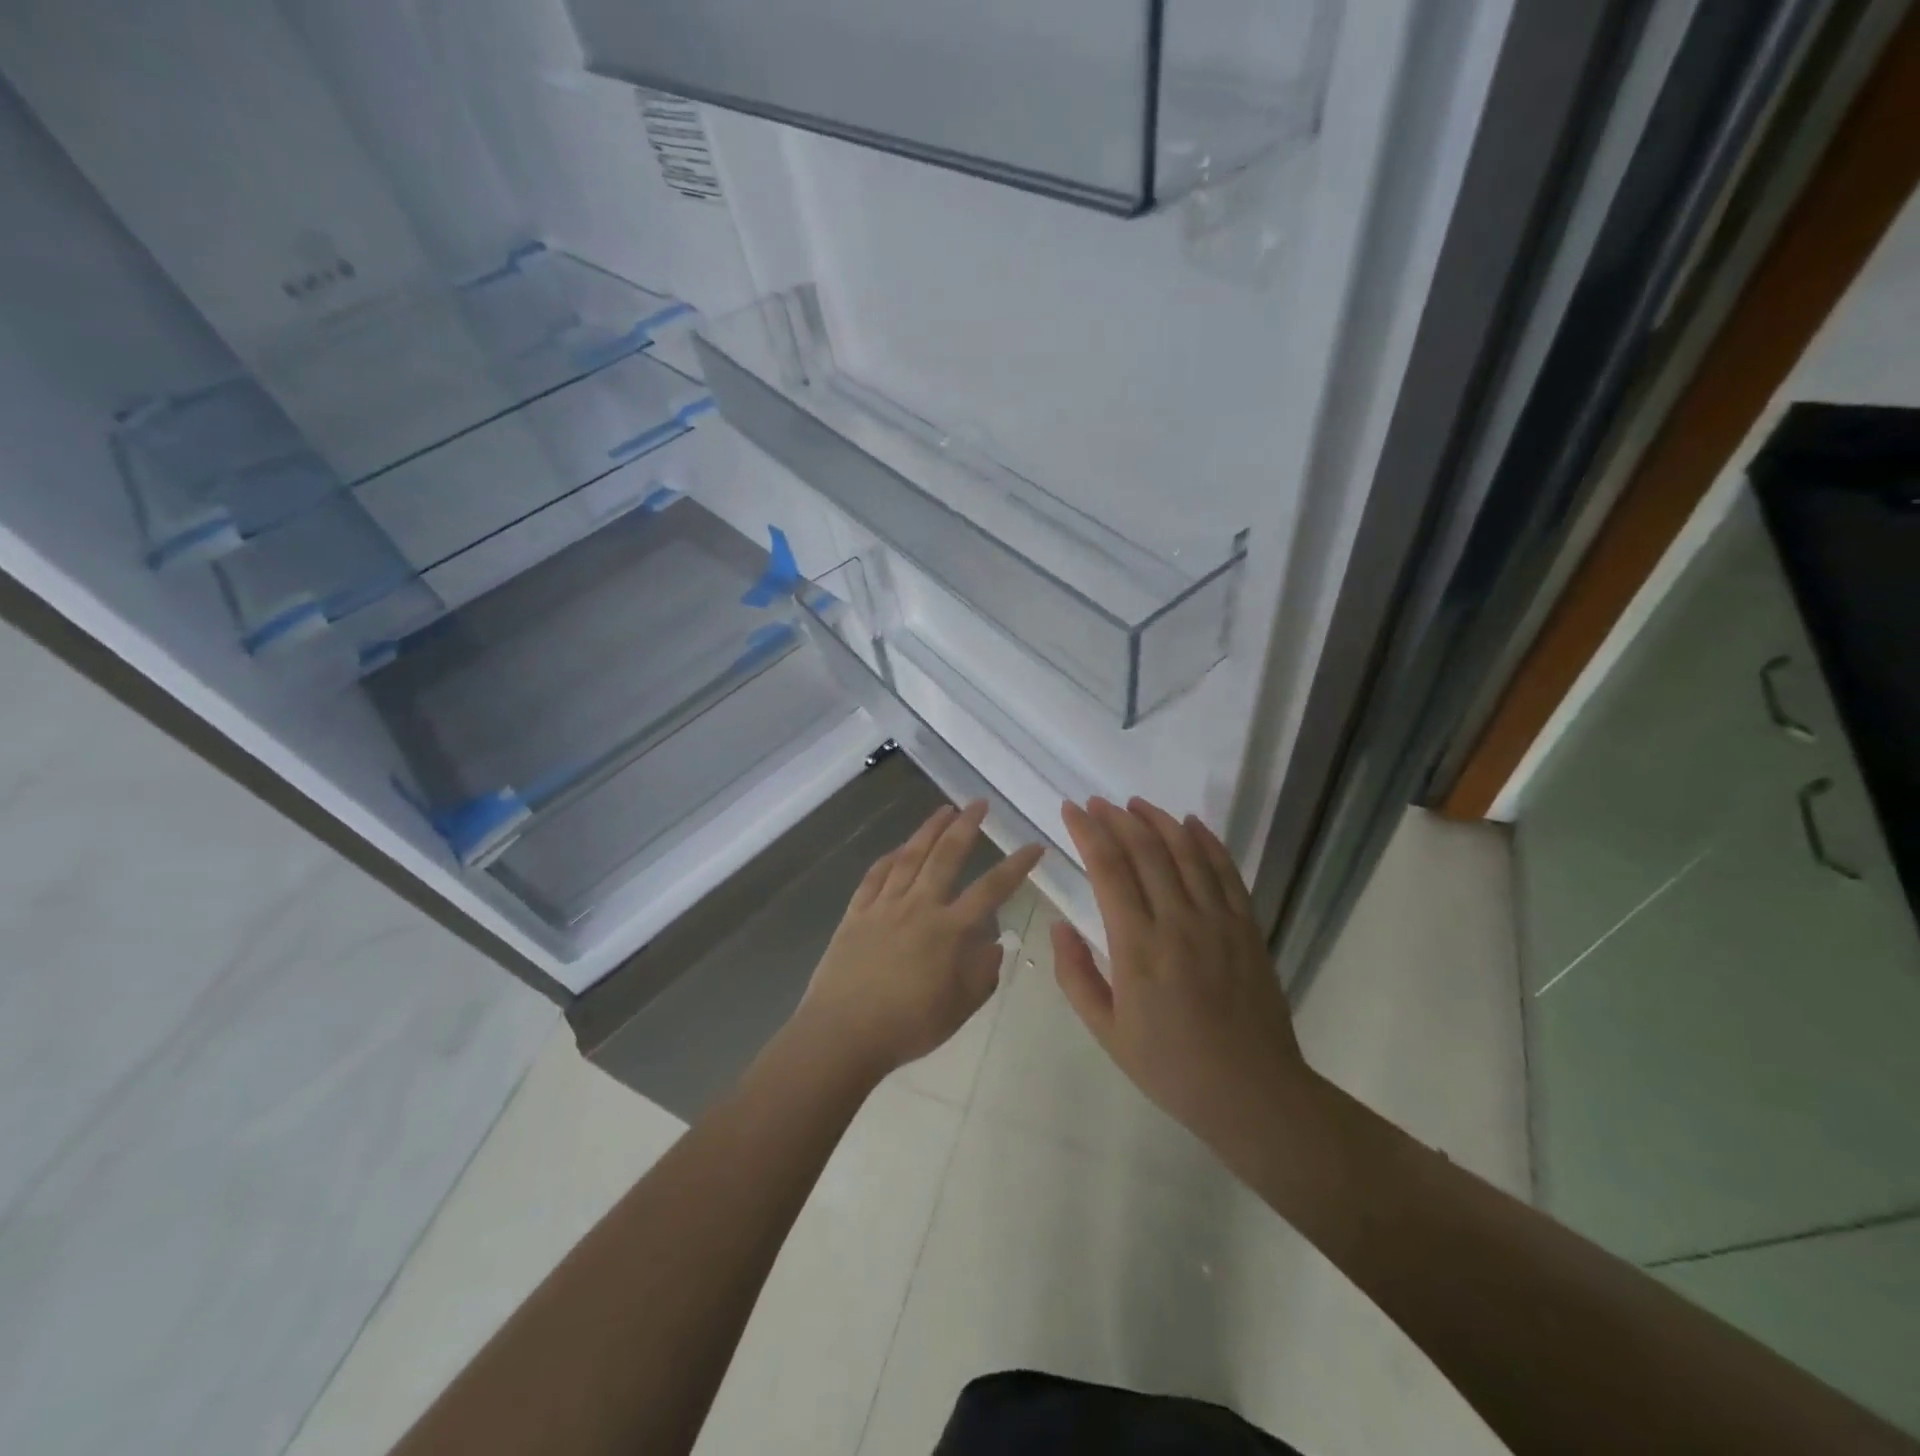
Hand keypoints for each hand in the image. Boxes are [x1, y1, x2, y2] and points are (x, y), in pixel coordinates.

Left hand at [795, 800, 1042, 1079]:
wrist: (843, 1034)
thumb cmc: (907, 1026)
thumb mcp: (959, 1008)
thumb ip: (983, 974)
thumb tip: (994, 944)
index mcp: (949, 930)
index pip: (991, 889)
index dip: (1016, 865)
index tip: (1033, 846)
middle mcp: (918, 907)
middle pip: (946, 856)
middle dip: (966, 826)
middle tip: (979, 803)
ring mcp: (884, 906)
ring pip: (909, 857)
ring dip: (928, 830)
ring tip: (944, 810)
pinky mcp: (856, 913)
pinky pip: (874, 877)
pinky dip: (888, 859)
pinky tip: (898, 849)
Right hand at [1053, 797, 1318, 1158]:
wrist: (1251, 1091)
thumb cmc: (1170, 1066)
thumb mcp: (1107, 1031)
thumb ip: (1076, 975)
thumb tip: (1059, 926)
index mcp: (1137, 947)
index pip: (1108, 869)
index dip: (1087, 832)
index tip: (1071, 811)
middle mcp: (1178, 921)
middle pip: (1145, 849)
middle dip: (1116, 818)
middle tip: (1096, 802)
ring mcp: (1218, 920)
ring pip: (1186, 850)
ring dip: (1158, 820)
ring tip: (1136, 804)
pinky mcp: (1247, 926)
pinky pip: (1225, 870)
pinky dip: (1206, 840)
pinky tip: (1190, 823)